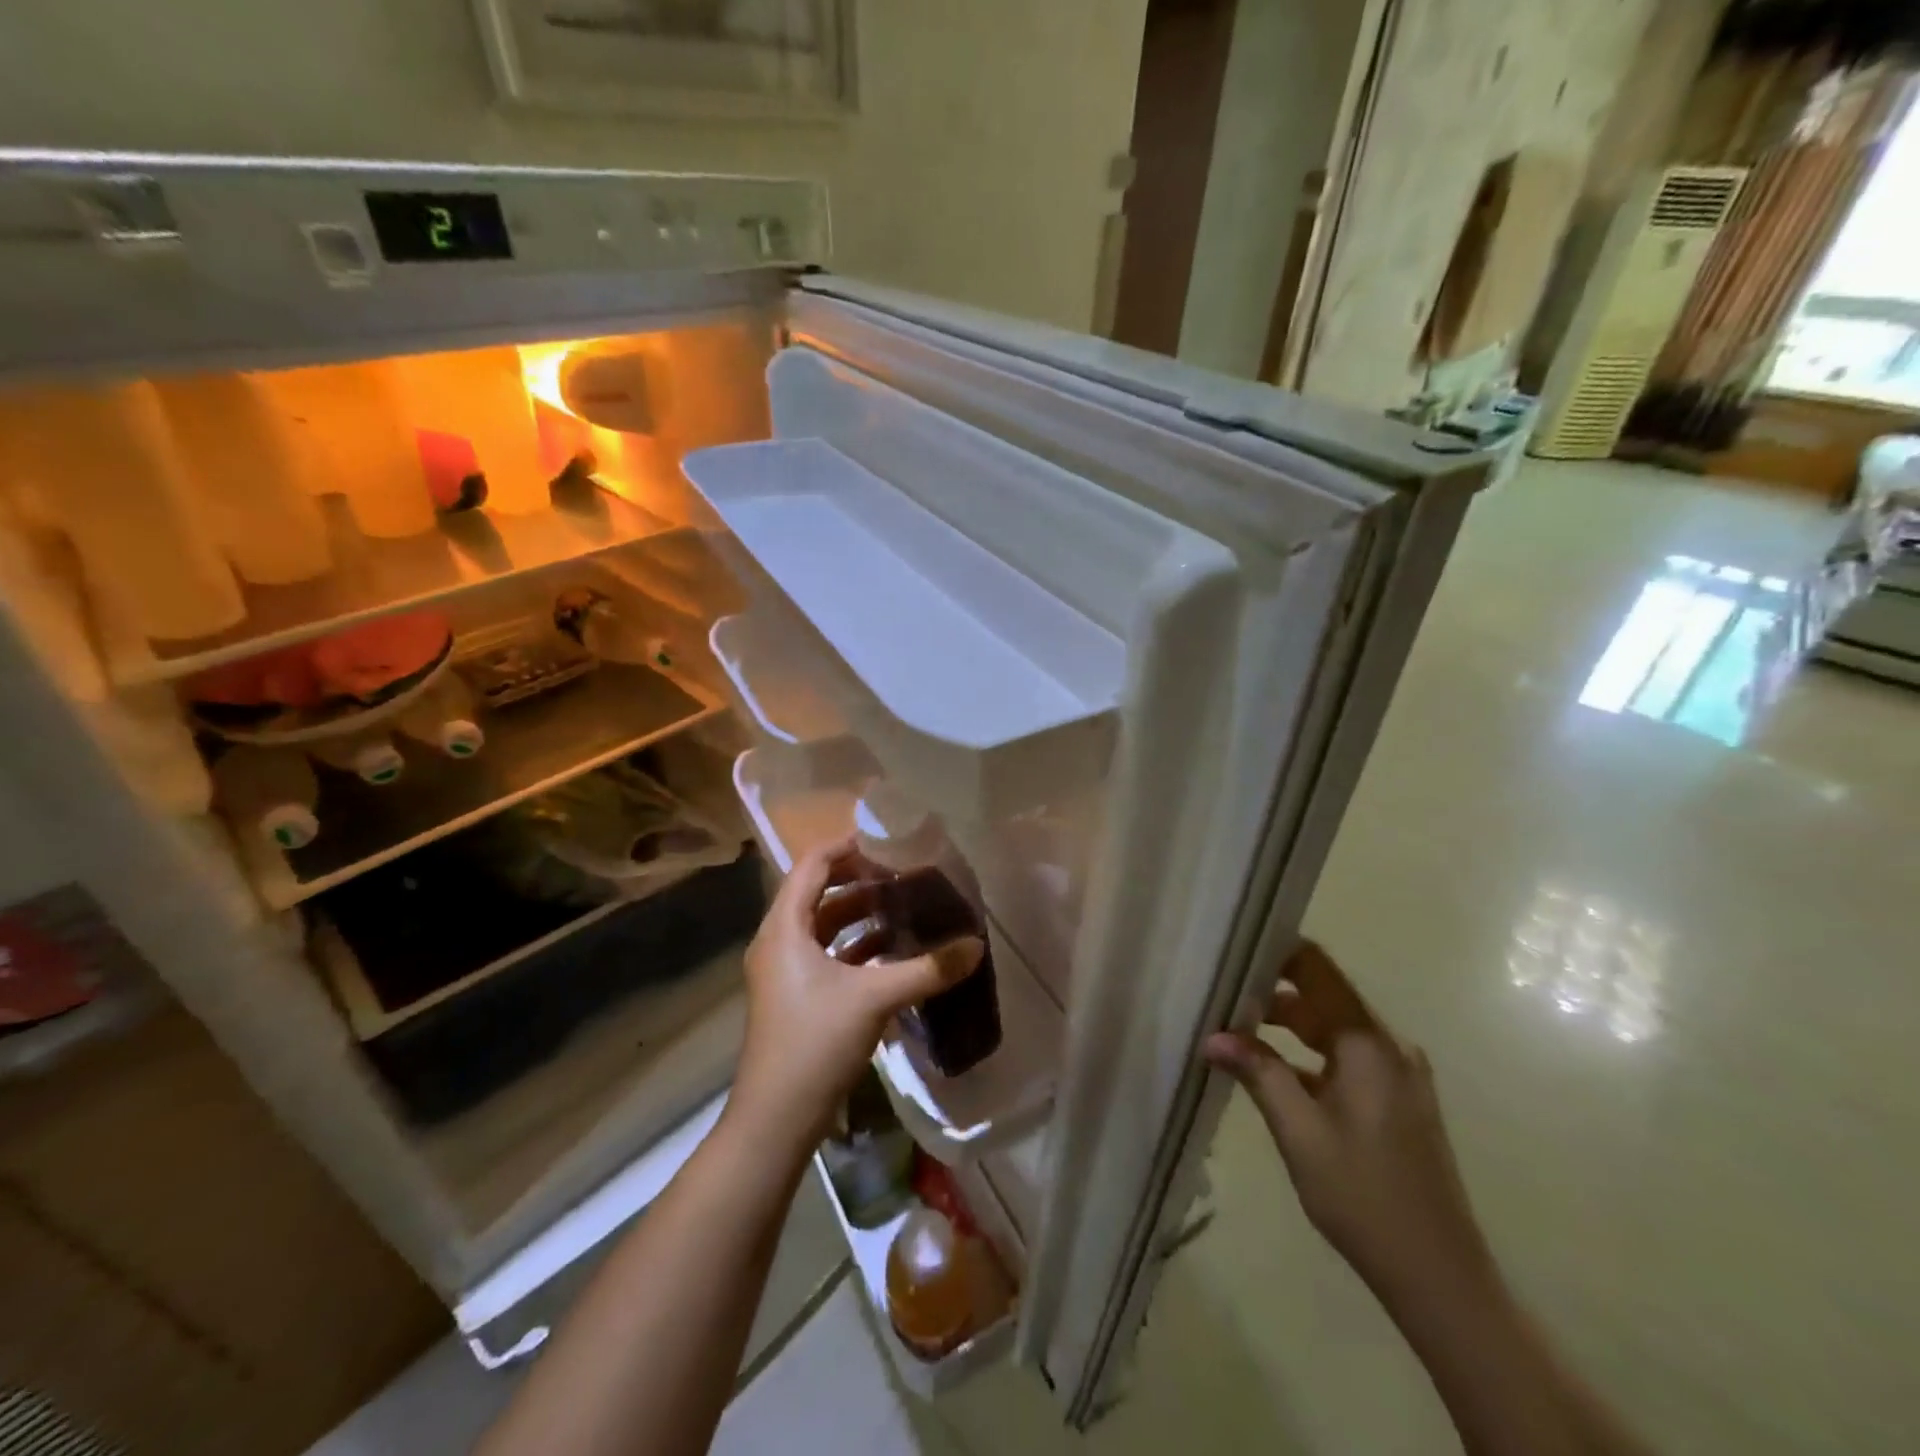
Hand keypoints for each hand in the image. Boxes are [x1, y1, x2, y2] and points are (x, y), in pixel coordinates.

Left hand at [729, 836, 982, 1161]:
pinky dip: (857, 948)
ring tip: (905, 909)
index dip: (848, 847)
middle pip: (819, 892)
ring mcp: (785, 972)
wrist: (774, 1120)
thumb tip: (975, 945)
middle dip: (861, 881)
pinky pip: (828, 956)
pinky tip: (894, 954)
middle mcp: (779, 941)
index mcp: (784, 927)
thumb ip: (927, 969)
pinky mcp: (796, 998)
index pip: (813, 864)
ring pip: (825, 927)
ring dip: (861, 916)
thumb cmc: (814, 1043)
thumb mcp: (874, 1000)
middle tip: (905, 875)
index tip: (889, 842)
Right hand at [1203, 942, 1495, 1316]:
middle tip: (1220, 995)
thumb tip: (1212, 1037)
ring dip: (1287, 1025)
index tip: (1233, 949)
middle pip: (1323, 996)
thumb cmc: (1364, 1196)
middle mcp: (1388, 1046)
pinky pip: (1345, 1057)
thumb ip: (1258, 1073)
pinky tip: (1272, 1071)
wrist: (1440, 1276)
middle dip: (1271, 992)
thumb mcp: (1299, 1131)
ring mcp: (1397, 1074)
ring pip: (1332, 1028)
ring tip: (1236, 1029)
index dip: (1277, 952)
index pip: (1318, 969)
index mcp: (1368, 1043)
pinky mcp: (1397, 1100)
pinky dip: (1308, 1055)